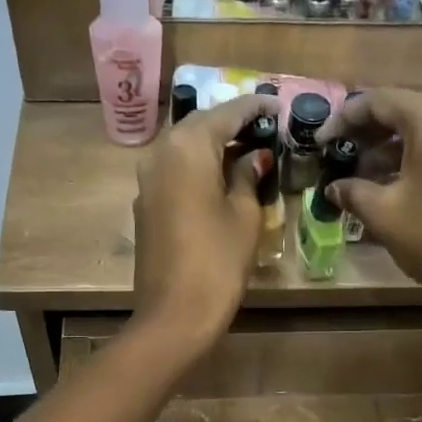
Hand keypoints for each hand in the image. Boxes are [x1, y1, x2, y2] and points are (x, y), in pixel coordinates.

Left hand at [133, 94, 277, 346]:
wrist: (173, 315)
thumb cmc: (218, 261)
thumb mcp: (244, 215)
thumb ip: (247, 176)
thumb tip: (253, 156)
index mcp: (188, 147)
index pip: (226, 113)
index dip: (254, 107)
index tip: (276, 105)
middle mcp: (160, 153)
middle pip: (199, 126)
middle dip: (230, 124)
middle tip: (263, 129)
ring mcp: (146, 181)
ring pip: (183, 149)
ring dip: (212, 146)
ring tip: (245, 151)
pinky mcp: (145, 206)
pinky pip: (174, 172)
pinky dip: (197, 168)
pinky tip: (220, 179)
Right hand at [317, 89, 421, 308]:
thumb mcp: (384, 214)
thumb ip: (353, 192)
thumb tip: (332, 188)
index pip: (379, 101)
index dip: (344, 118)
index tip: (321, 142)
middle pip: (403, 110)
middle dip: (366, 132)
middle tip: (338, 155)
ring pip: (421, 130)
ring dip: (387, 148)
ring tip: (358, 175)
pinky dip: (410, 158)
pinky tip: (388, 184)